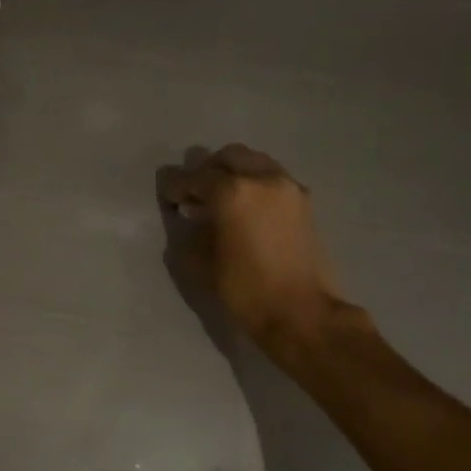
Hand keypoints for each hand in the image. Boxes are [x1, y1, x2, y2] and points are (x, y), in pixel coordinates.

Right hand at [160, 145, 356, 345]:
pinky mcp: (304, 201)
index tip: (167, 196)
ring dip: (234, 172)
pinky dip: (255, 184)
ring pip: (254, 162)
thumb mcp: (201, 264)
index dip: (175, 186)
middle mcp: (262, 178)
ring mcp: (287, 186)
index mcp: (232, 192)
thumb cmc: (245, 290)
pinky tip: (246, 209)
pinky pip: (272, 178)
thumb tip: (190, 216)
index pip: (193, 177)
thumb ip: (190, 231)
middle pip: (228, 156)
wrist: (302, 313)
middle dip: (207, 170)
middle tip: (194, 194)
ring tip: (221, 199)